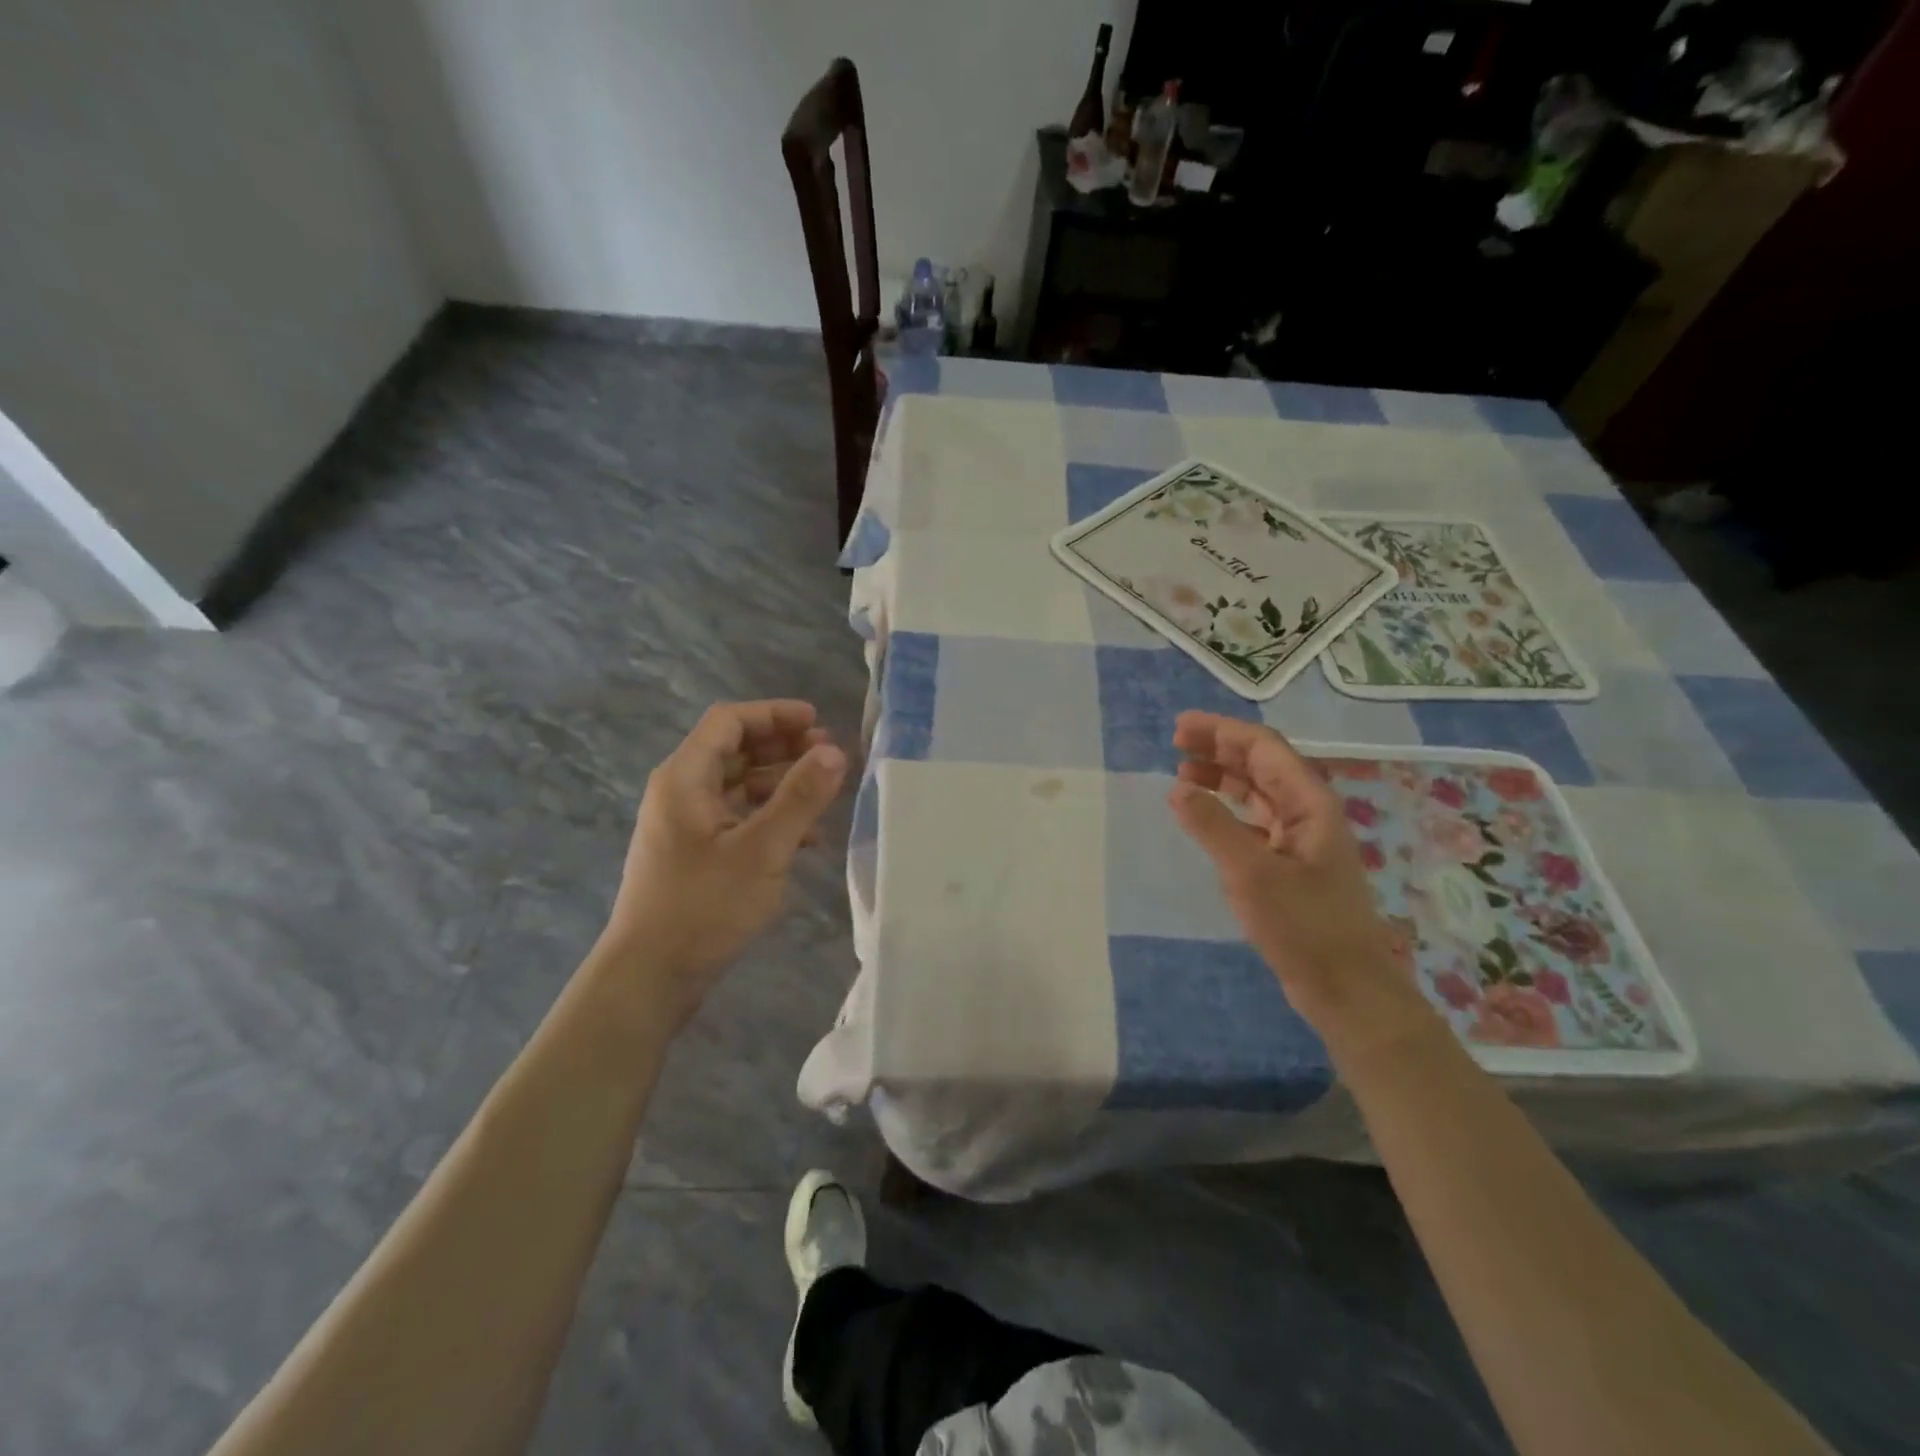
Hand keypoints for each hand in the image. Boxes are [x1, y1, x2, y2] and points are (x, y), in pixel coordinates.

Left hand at [604, 700, 847, 1028]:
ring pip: (738, 785)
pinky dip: (770, 817)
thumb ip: (799, 798)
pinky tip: (807, 838)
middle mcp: (680, 792)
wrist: (650, 976)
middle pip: (734, 750)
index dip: (774, 714)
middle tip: (828, 755)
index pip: (729, 721)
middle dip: (782, 746)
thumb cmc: (703, 906)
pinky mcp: (695, 853)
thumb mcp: (761, 850)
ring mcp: (686, 824)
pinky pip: (737, 818)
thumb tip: (835, 751)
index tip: (818, 722)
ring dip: (780, 782)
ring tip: (824, 792)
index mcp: (684, 778)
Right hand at [1167, 712, 1429, 1043]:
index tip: (1181, 727)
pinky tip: (1204, 816)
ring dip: (1222, 777)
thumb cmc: (1303, 925)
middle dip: (1220, 748)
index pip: (1264, 748)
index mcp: (1310, 803)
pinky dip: (1227, 810)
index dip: (1222, 732)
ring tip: (1183, 773)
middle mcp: (1308, 812)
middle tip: (1176, 742)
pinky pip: (1255, 821)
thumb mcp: (1250, 872)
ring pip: (1258, 792)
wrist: (1346, 988)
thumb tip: (1178, 788)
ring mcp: (1300, 839)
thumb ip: (1212, 826)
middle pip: (1262, 764)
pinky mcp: (1290, 865)